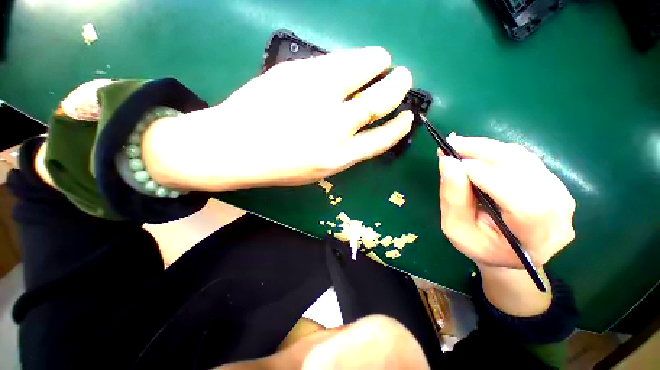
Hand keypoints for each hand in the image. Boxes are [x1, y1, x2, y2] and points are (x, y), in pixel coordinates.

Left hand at [143, 47, 413, 191]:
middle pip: (380, 99)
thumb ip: (343, 151)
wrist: (234, 148)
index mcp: (340, 156)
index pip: (383, 138)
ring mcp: (317, 96)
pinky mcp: (298, 72)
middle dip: (399, 85)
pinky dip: (348, 60)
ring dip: (378, 61)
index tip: (408, 116)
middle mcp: (335, 126)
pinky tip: (347, 63)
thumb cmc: (278, 166)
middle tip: (403, 77)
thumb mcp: (318, 170)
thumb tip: (360, 128)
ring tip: (381, 60)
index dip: (400, 126)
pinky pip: (333, 61)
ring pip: (362, 68)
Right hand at [438, 136, 575, 268]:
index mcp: (536, 239)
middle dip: (486, 153)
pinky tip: (476, 153)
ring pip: (525, 160)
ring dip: (489, 149)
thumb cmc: (478, 245)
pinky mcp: (552, 182)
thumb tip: (448, 162)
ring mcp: (561, 195)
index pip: (525, 203)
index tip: (456, 163)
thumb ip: (453, 198)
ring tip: (460, 147)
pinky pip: (525, 158)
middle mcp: (559, 215)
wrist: (505, 251)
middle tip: (452, 145)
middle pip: (527, 173)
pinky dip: (497, 151)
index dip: (491, 178)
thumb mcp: (456, 228)